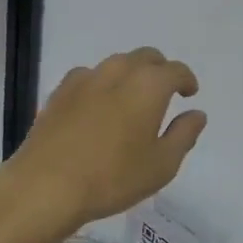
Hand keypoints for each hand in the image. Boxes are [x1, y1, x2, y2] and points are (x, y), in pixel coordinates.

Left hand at [0, 48, 207, 235]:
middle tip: (164, 93)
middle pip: (146, 57)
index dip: (186, 80)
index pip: (175, 70)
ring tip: (131, 100)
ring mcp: (86, 78)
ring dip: (130, 75)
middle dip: (160, 70)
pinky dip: (101, 84)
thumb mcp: (161, 165)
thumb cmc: (112, 177)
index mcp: (149, 85)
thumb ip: (184, 135)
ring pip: (117, 64)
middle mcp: (119, 71)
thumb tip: (197, 114)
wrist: (46, 185)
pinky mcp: (60, 91)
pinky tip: (97, 106)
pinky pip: (89, 77)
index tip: (189, 94)